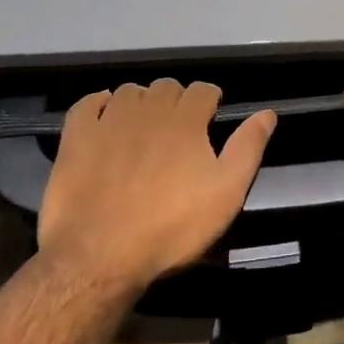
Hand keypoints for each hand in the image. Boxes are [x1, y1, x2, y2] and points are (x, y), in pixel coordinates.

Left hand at [36, 79, 275, 290]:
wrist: (100, 256)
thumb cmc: (171, 227)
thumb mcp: (226, 194)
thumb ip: (248, 148)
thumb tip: (267, 113)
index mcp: (186, 120)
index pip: (203, 90)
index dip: (209, 101)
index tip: (210, 119)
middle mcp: (149, 109)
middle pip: (167, 86)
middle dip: (176, 100)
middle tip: (178, 128)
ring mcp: (109, 121)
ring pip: (130, 91)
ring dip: (141, 101)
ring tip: (143, 126)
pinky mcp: (76, 138)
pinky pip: (86, 104)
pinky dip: (97, 103)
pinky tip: (103, 115)